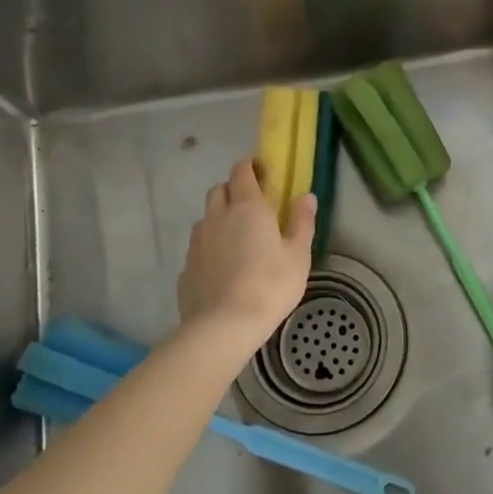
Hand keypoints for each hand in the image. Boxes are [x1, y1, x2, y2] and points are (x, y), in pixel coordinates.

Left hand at [176, 159, 316, 348]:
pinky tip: (222, 268)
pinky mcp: (186, 267)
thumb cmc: (270, 286)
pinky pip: (198, 247)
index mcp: (247, 208)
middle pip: (219, 190)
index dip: (249, 166)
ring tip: (237, 240)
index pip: (241, 172)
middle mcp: (217, 217)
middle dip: (232, 190)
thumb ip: (302, 222)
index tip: (261, 170)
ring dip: (219, 219)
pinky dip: (210, 248)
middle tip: (251, 206)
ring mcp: (197, 242)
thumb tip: (306, 196)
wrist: (223, 326)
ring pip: (206, 218)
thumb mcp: (298, 256)